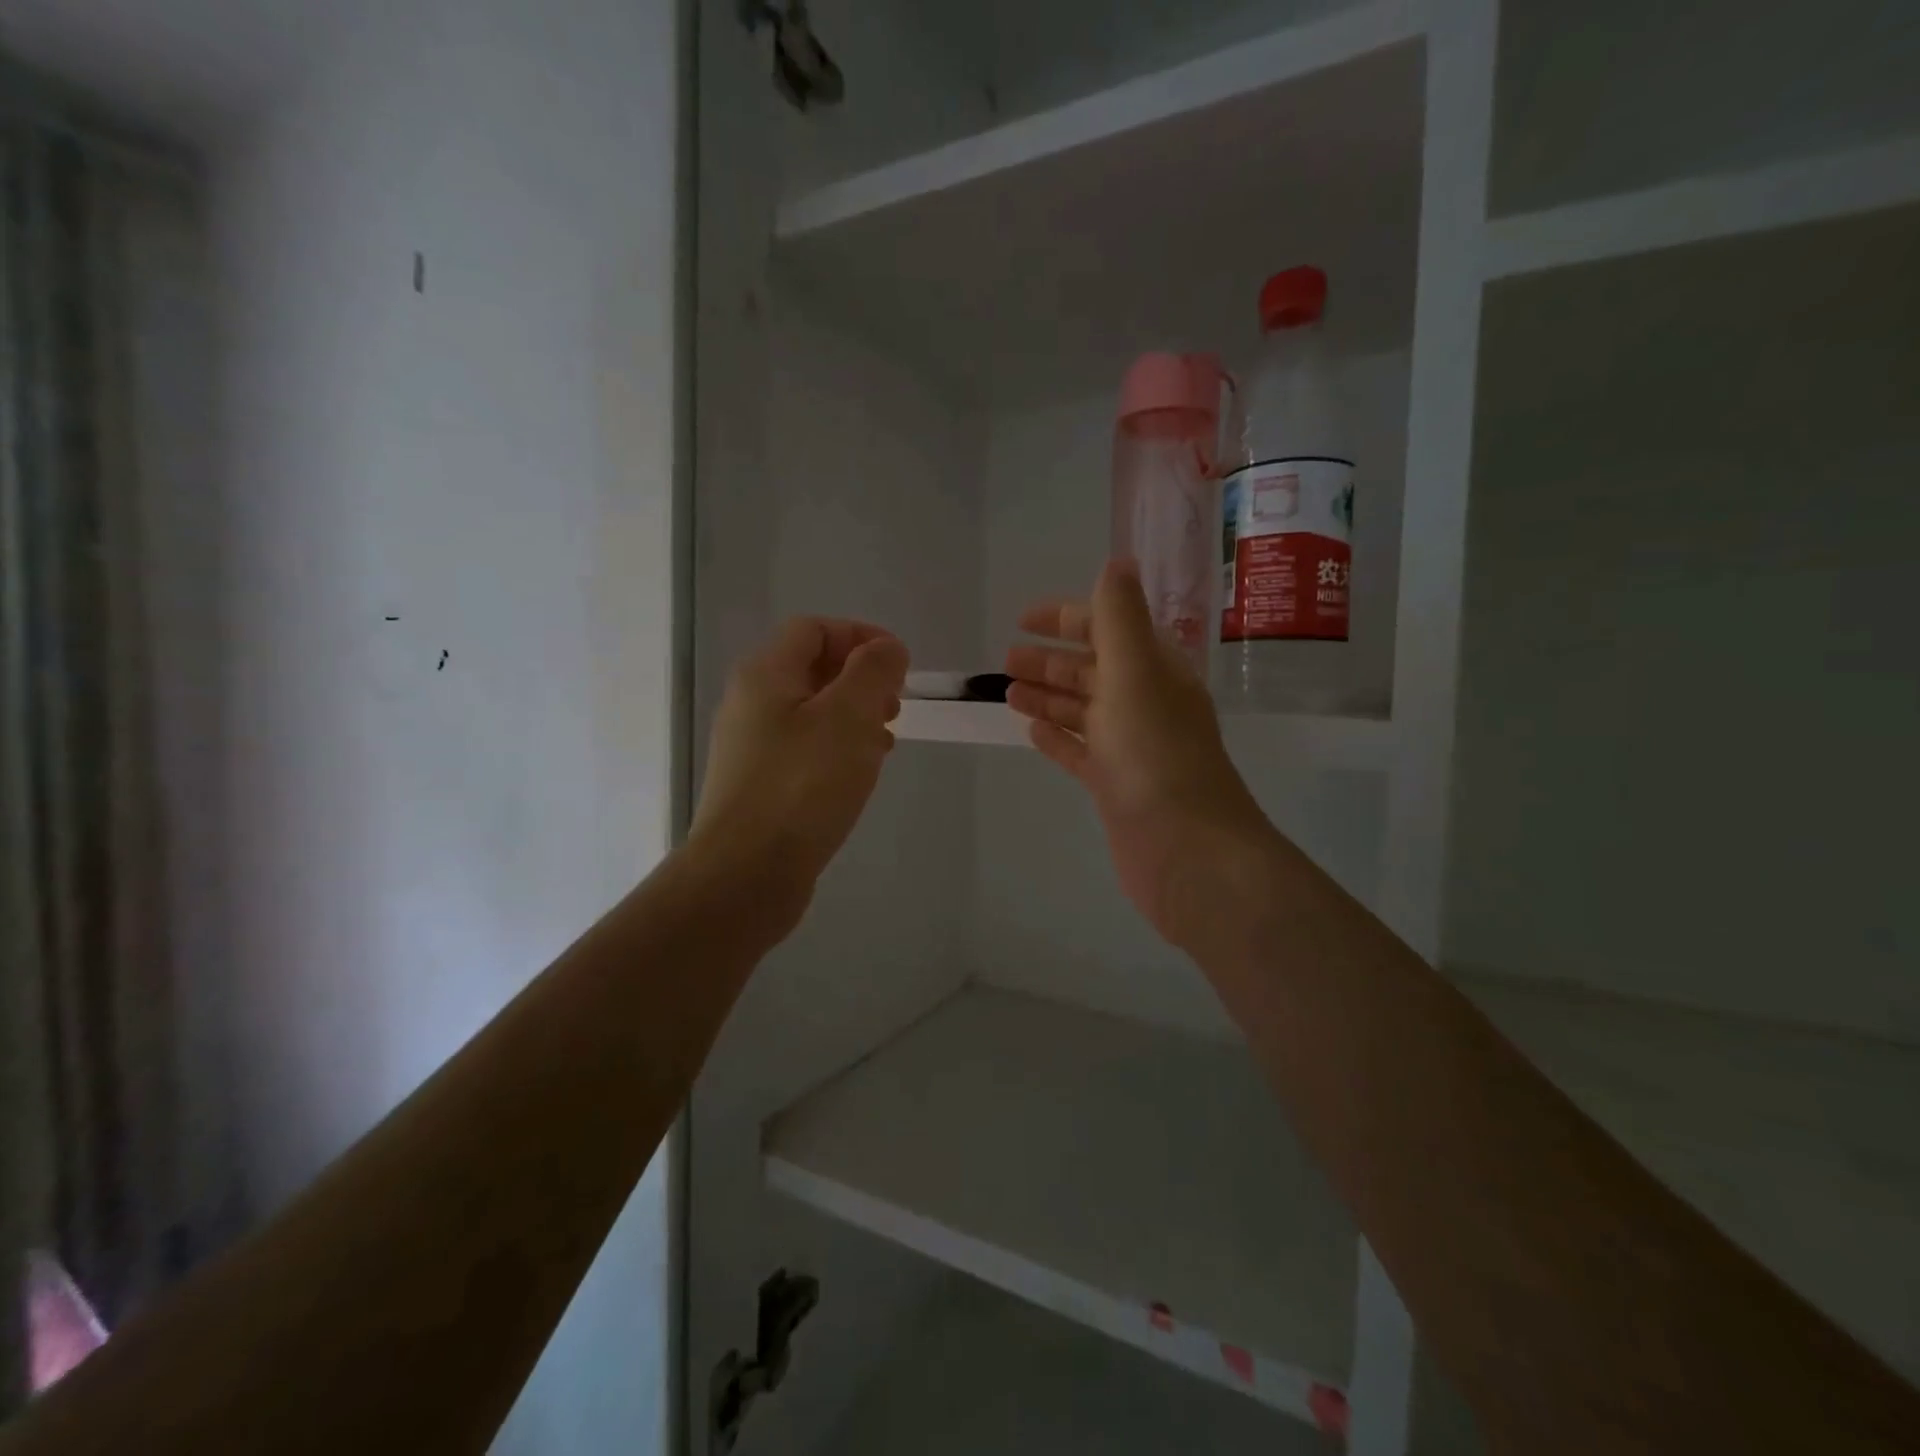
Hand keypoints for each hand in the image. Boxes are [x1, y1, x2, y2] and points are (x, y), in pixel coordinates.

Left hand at [691, 618, 907, 920]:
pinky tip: (860, 773)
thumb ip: (872, 672)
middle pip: (811, 669)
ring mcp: (751, 747)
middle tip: (894, 705)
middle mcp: (751, 704)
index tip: (900, 664)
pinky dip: (838, 748)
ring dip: (853, 715)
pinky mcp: (760, 785)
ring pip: (811, 712)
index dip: (860, 635)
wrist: (747, 872)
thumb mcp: (849, 717)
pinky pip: (805, 749)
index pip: (814, 629)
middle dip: (860, 678)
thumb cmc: (802, 785)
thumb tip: (886, 648)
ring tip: (885, 740)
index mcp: (766, 675)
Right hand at [1006, 561, 1272, 953]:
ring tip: (1006, 690)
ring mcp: (1130, 747)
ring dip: (1047, 696)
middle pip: (1092, 670)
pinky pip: (1080, 751)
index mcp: (1155, 671)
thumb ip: (1120, 617)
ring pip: (1082, 710)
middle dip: (1050, 660)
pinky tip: (1030, 730)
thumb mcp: (1136, 674)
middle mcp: (1145, 704)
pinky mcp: (1116, 786)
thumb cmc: (1155, 754)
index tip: (1024, 619)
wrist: (1186, 850)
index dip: (1068, 618)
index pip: (1109, 629)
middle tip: (1006, 658)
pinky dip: (1056, 737)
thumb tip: (1116, 560)